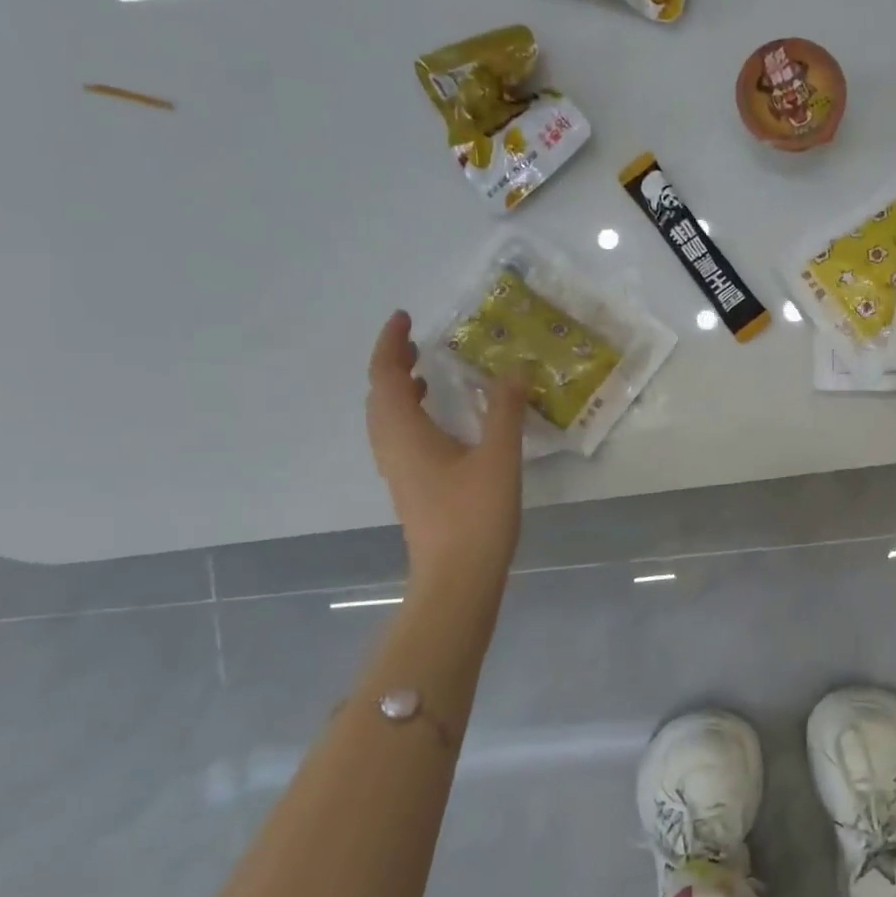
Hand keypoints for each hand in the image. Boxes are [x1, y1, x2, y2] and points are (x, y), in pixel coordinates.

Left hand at [365, 311, 526, 588]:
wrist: (457, 578)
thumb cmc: (475, 515)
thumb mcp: (499, 458)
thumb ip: (507, 410)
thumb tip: (516, 368)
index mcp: (405, 433)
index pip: (384, 376)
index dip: (389, 343)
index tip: (404, 318)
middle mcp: (392, 448)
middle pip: (378, 396)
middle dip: (393, 364)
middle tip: (417, 344)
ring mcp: (399, 471)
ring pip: (386, 419)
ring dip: (399, 391)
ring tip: (426, 375)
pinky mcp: (411, 488)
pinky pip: (399, 438)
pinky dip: (410, 416)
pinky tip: (440, 424)